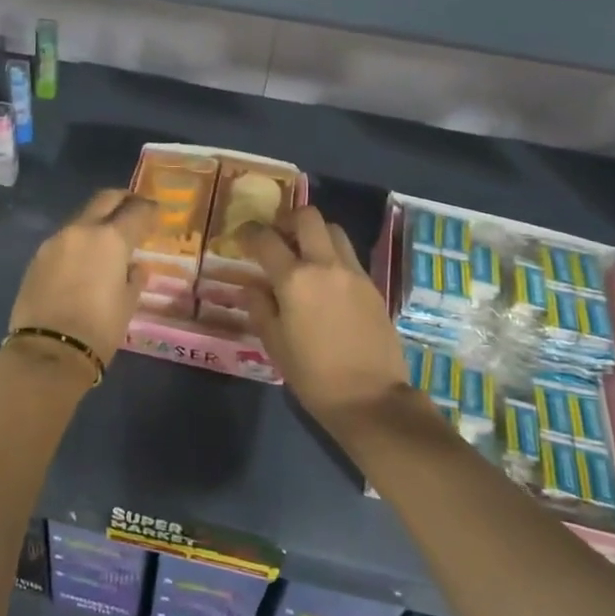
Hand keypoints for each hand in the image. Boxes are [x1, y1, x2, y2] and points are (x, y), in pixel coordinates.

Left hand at [9, 188, 155, 368]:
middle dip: (122, 200)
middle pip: (105, 199)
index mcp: (111, 238)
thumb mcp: (128, 303)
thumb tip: (135, 267)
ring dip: (98, 220)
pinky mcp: (37, 257)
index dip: (149, 210)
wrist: (48, 351)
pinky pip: (64, 239)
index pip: (136, 211)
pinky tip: (84, 259)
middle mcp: (81, 230)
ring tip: (108, 239)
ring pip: (82, 217)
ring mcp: (55, 241)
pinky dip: (79, 241)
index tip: (156, 214)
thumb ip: (134, 278)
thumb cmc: (99, 329)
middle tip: (134, 209)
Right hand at [240, 207, 407, 429]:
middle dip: (287, 220)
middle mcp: (325, 265)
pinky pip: (348, 255)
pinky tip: (324, 281)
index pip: (265, 238)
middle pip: (307, 217)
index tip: (242, 237)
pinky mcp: (372, 285)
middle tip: (277, 238)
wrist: (371, 398)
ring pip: (333, 230)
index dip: (249, 232)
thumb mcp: (275, 344)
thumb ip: (260, 307)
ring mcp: (353, 272)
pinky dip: (332, 256)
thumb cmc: (313, 375)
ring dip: (314, 234)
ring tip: (303, 256)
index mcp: (294, 280)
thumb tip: (253, 286)